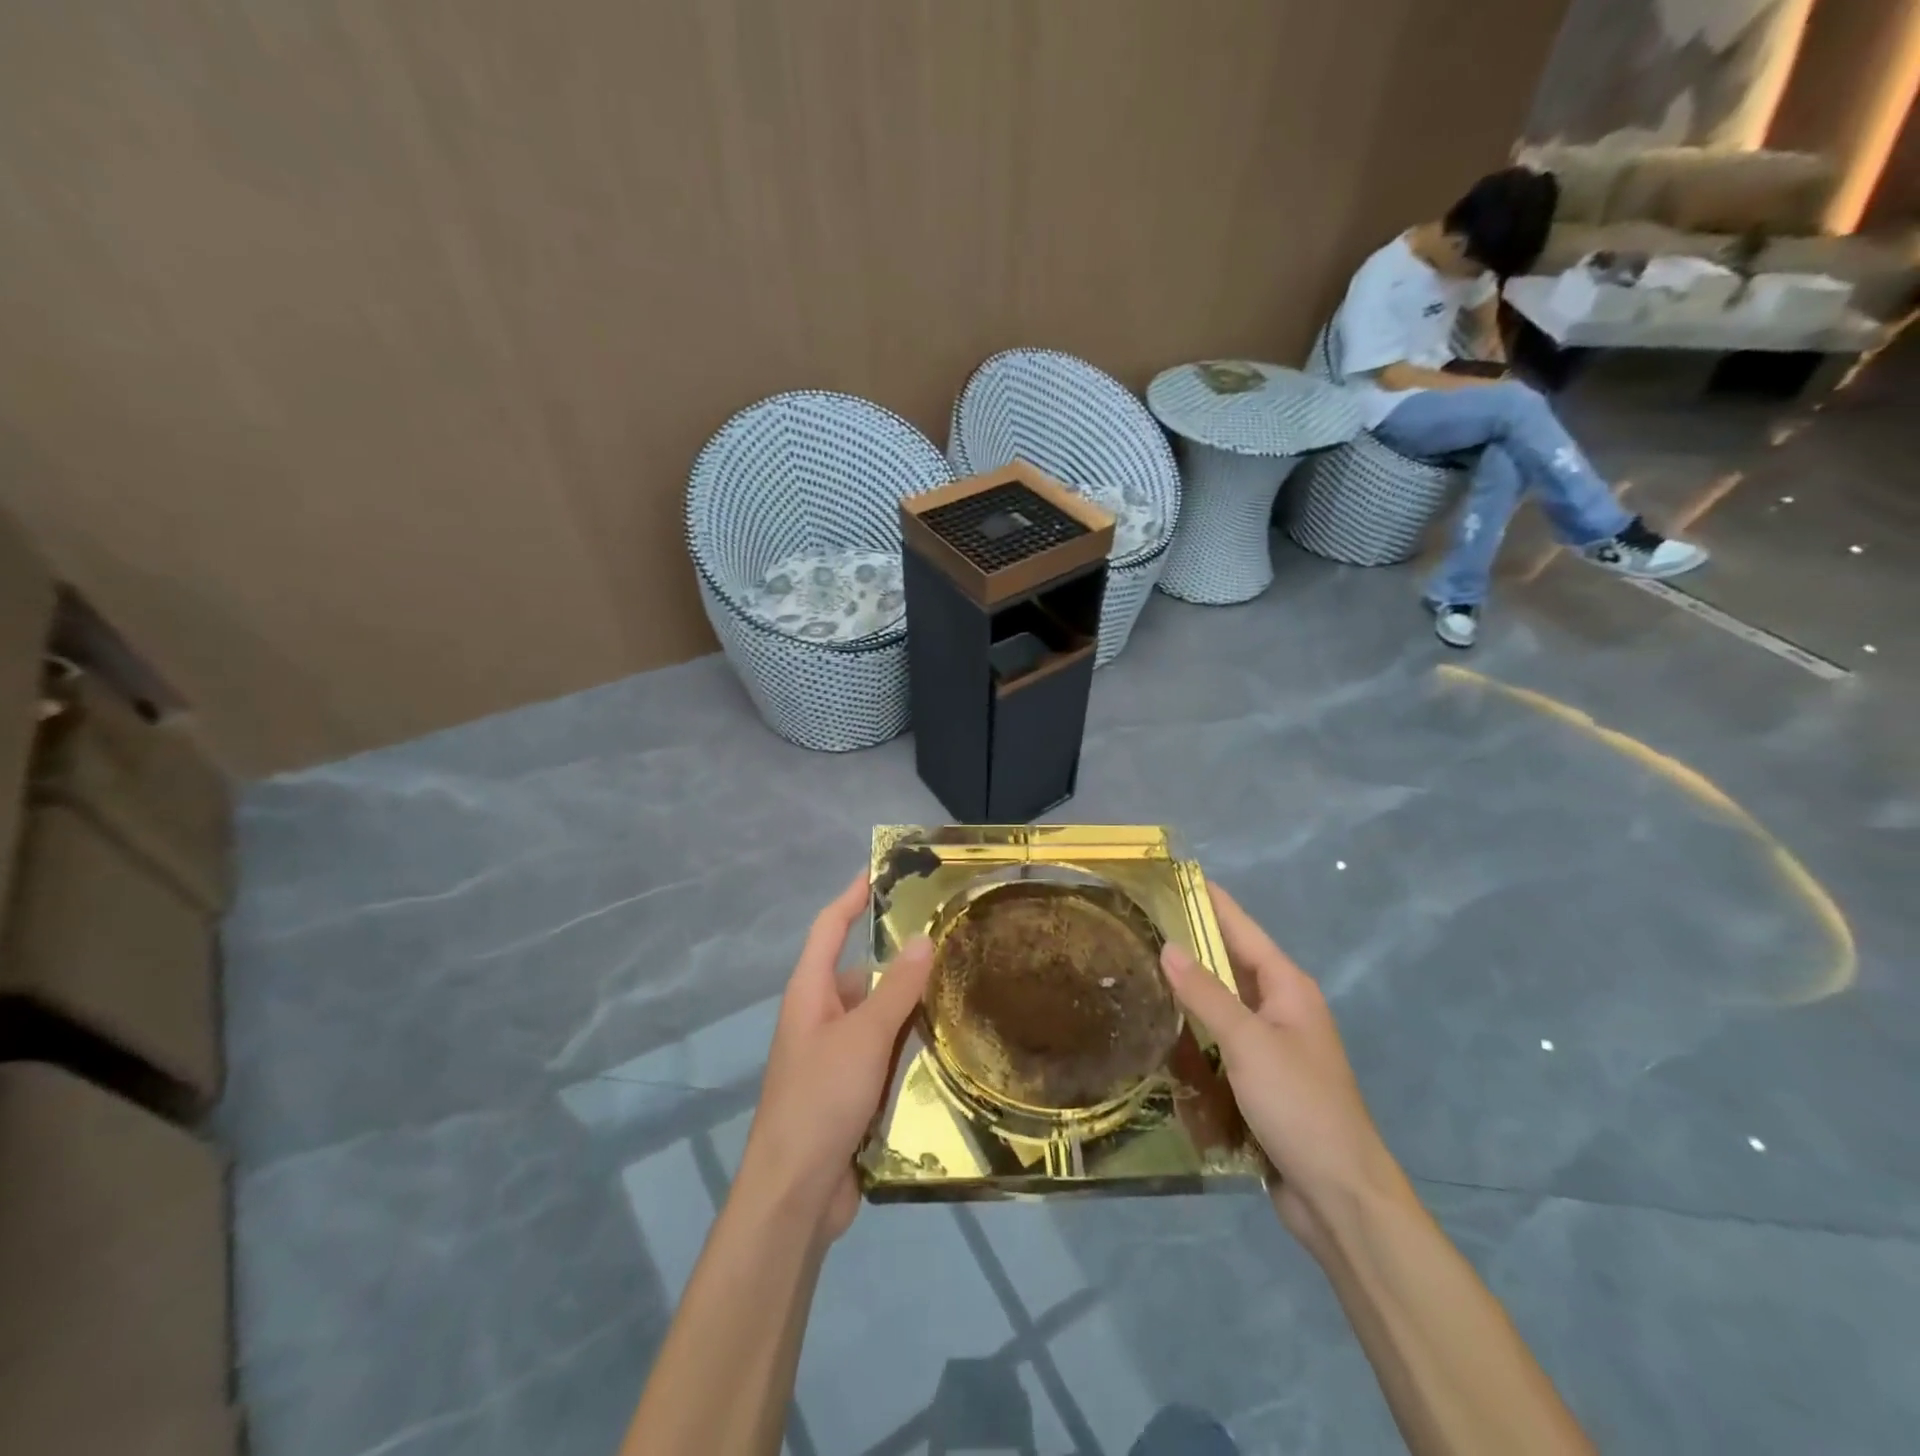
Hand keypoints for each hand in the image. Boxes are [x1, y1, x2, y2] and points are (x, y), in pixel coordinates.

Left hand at [737, 872, 932, 1244]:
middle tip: (949, 940)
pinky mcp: (850, 1089)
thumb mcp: (864, 1037)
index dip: (852, 897)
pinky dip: (908, 1042)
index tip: (880, 871)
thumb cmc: (821, 1099)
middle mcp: (820, 1016)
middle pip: (860, 972)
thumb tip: (922, 938)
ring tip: (960, 985)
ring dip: (909, 1004)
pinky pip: (884, 1051)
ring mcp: (835, 1055)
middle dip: (899, 958)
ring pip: (877, 1014)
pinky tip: (946, 1042)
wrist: (795, 1194)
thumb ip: (895, 988)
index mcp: (810, 993)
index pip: (830, 928)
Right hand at [1160, 883, 1408, 1252]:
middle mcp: (1281, 1008)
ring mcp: (1270, 1046)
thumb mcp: (1248, 1042)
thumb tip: (1168, 946)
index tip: (1172, 876)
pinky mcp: (1258, 1080)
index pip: (1241, 929)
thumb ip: (1206, 993)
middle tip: (1138, 923)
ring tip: (1138, 967)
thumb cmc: (1299, 1105)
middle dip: (1189, 942)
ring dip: (1187, 988)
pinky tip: (1159, 1027)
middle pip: (1229, 963)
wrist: (1339, 1196)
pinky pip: (1219, 1040)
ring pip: (1221, 1003)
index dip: (1209, 901)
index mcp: (1288, 988)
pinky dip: (1192, 1029)